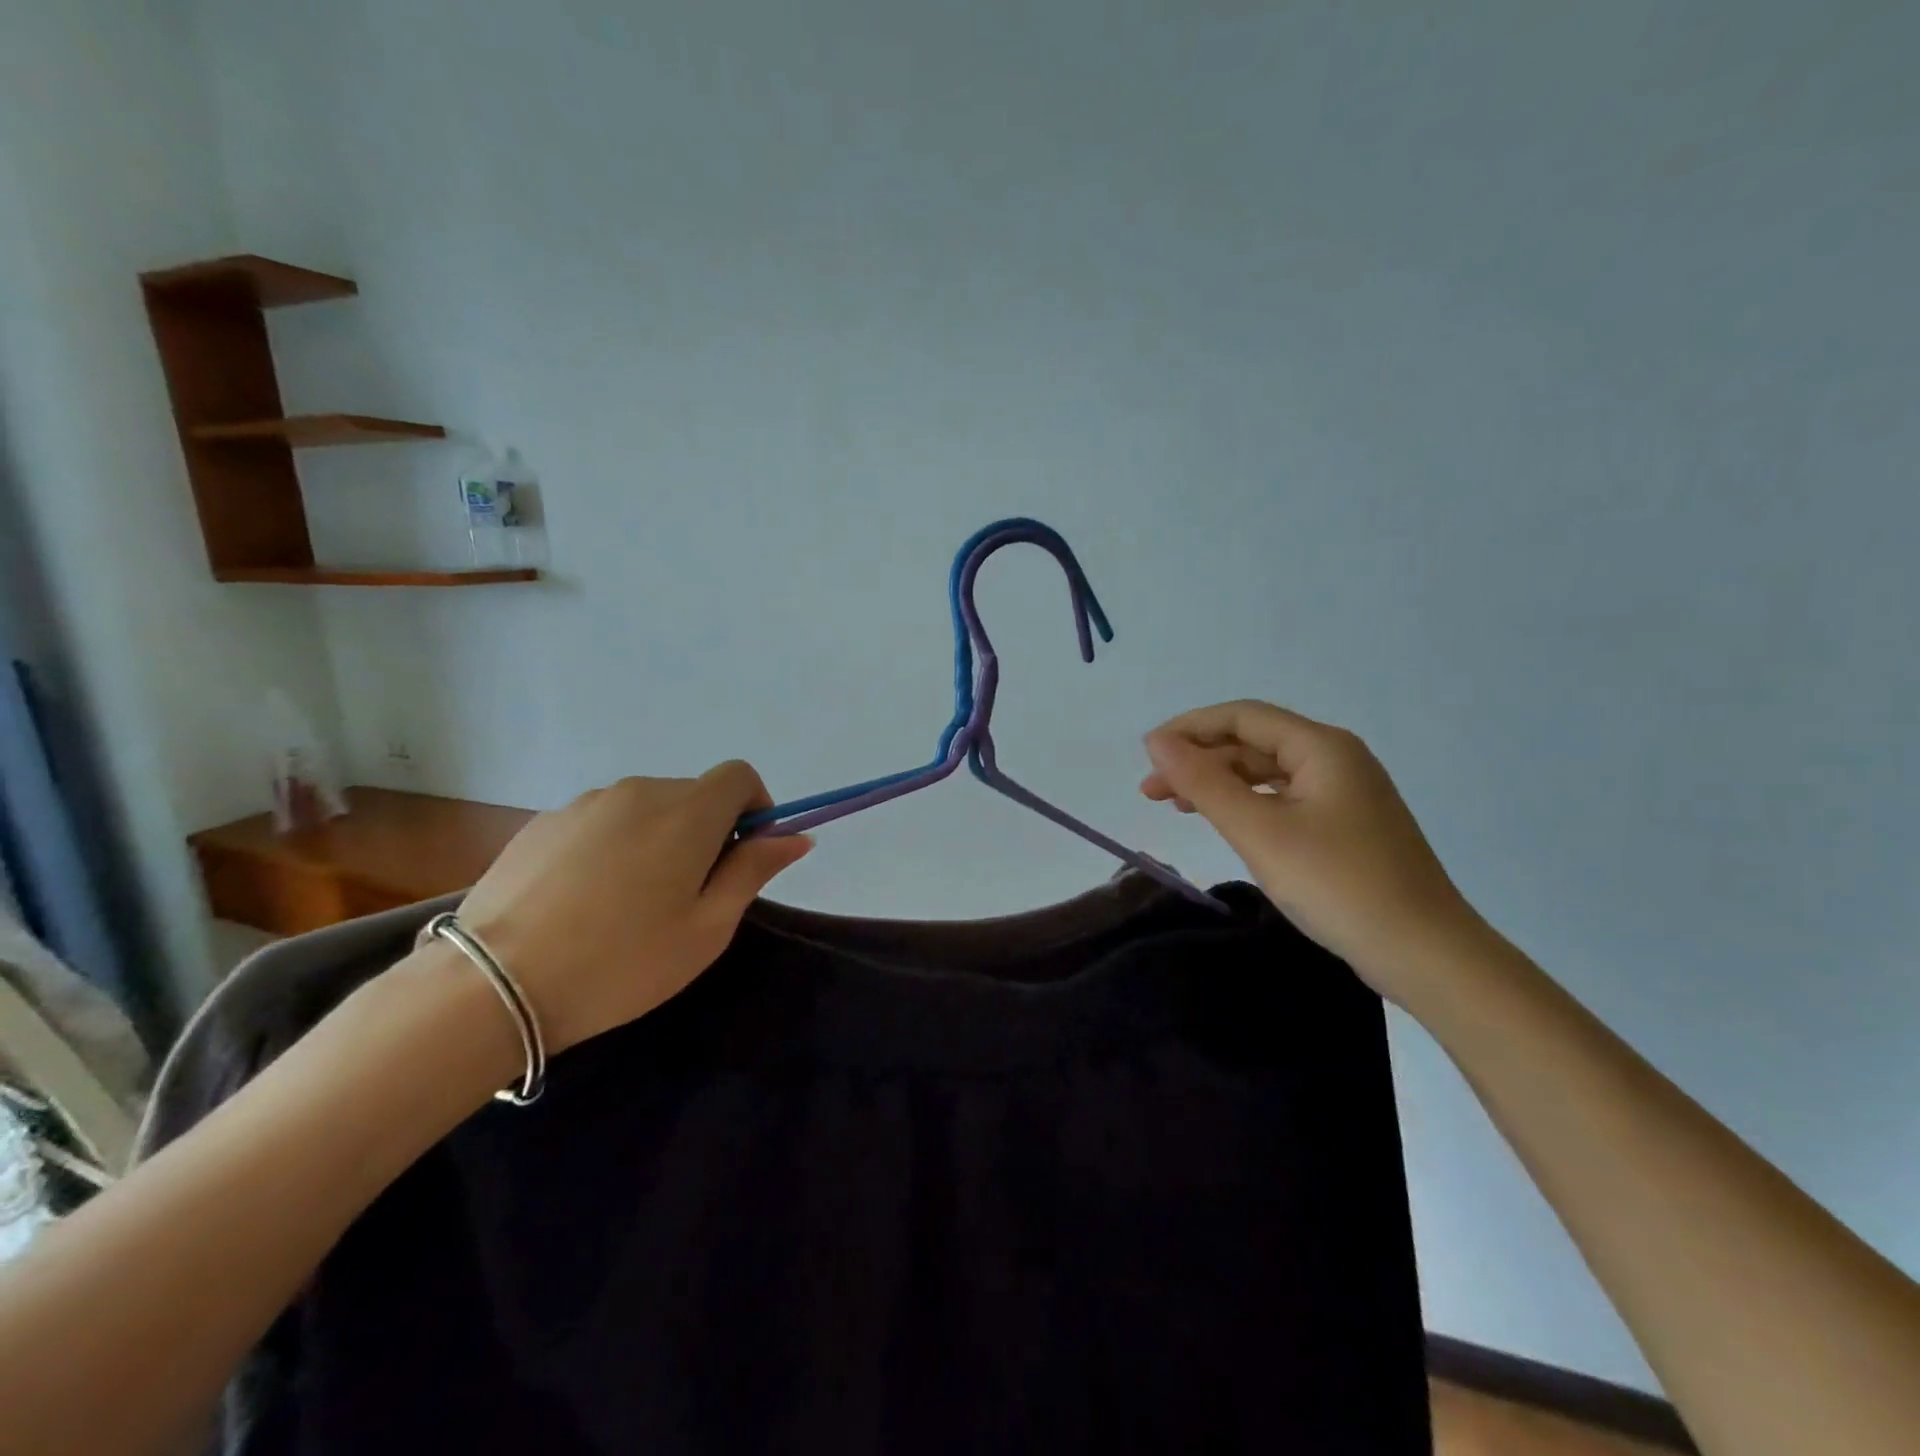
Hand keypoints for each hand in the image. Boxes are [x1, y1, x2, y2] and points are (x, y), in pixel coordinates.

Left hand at [452, 763, 812, 1052]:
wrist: (493, 985)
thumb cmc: (623, 962)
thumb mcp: (707, 928)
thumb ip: (754, 871)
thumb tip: (796, 837)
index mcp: (687, 812)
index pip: (739, 776)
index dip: (755, 807)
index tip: (744, 854)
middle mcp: (639, 792)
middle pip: (693, 794)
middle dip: (706, 831)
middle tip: (688, 895)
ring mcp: (585, 804)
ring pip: (645, 809)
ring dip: (657, 839)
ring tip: (630, 903)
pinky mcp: (543, 822)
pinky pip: (600, 822)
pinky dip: (612, 846)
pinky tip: (584, 901)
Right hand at [1142, 700, 1482, 1000]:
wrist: (1425, 954)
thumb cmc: (1337, 884)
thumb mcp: (1259, 831)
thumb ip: (1203, 782)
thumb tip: (1156, 740)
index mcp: (1321, 747)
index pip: (1242, 717)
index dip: (1189, 729)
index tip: (1146, 756)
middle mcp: (1336, 759)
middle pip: (1253, 742)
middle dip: (1199, 760)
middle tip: (1152, 793)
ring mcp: (1345, 793)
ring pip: (1268, 772)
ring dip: (1219, 783)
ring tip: (1177, 806)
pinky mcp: (1346, 826)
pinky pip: (1284, 799)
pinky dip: (1247, 804)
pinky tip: (1226, 822)